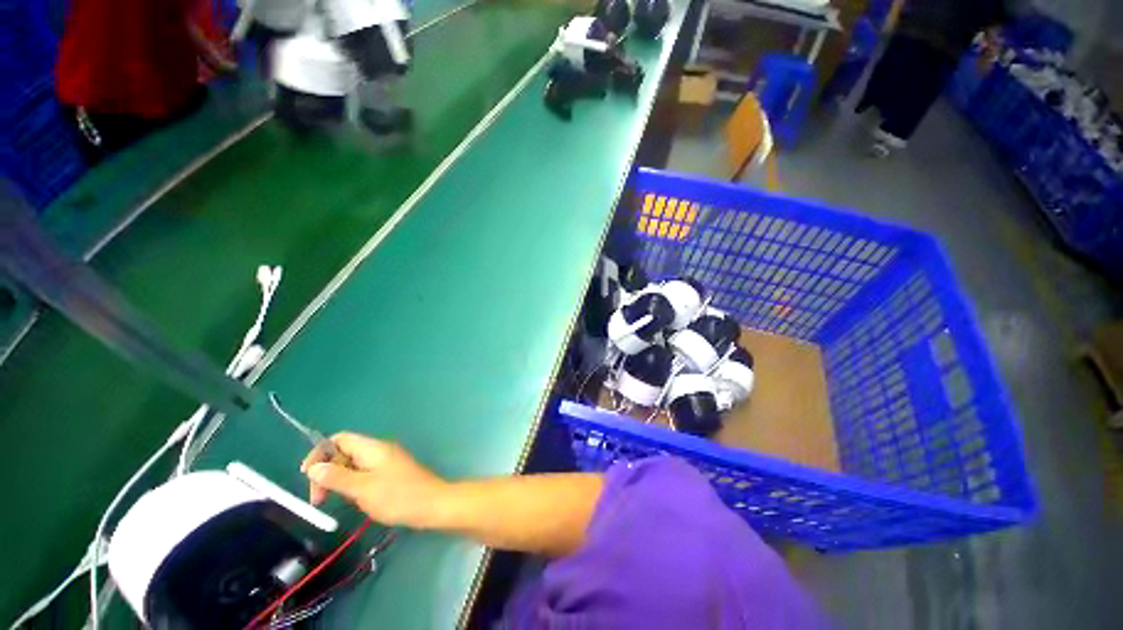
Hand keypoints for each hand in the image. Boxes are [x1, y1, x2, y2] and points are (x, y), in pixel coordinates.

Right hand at [300, 433, 449, 528]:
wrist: (431, 504)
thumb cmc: (397, 496)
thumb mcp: (362, 489)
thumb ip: (337, 477)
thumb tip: (313, 467)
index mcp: (372, 448)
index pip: (339, 439)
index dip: (320, 453)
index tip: (307, 476)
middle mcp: (378, 450)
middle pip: (344, 453)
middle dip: (327, 472)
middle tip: (318, 499)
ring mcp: (385, 462)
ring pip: (352, 466)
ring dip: (339, 482)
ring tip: (337, 502)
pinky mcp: (389, 474)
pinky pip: (364, 475)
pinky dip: (353, 486)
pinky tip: (354, 502)